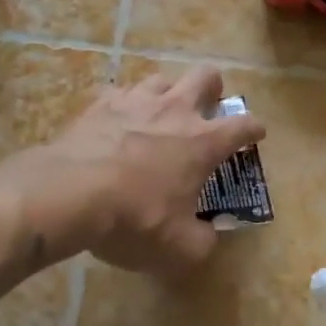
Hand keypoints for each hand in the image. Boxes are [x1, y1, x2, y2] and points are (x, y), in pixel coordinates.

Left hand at [11, 66, 265, 276]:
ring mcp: (135, 101)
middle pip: (206, 76)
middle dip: (213, 88)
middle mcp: (175, 111)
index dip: (254, 129)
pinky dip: (124, 106)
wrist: (69, 194)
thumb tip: (208, 234)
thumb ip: (203, 241)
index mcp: (203, 142)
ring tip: (159, 115)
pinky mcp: (99, 103)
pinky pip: (119, 93)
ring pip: (161, 79)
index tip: (256, 134)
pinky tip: (116, 122)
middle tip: (209, 106)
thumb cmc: (135, 220)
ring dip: (167, 94)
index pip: (244, 125)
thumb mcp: (180, 248)